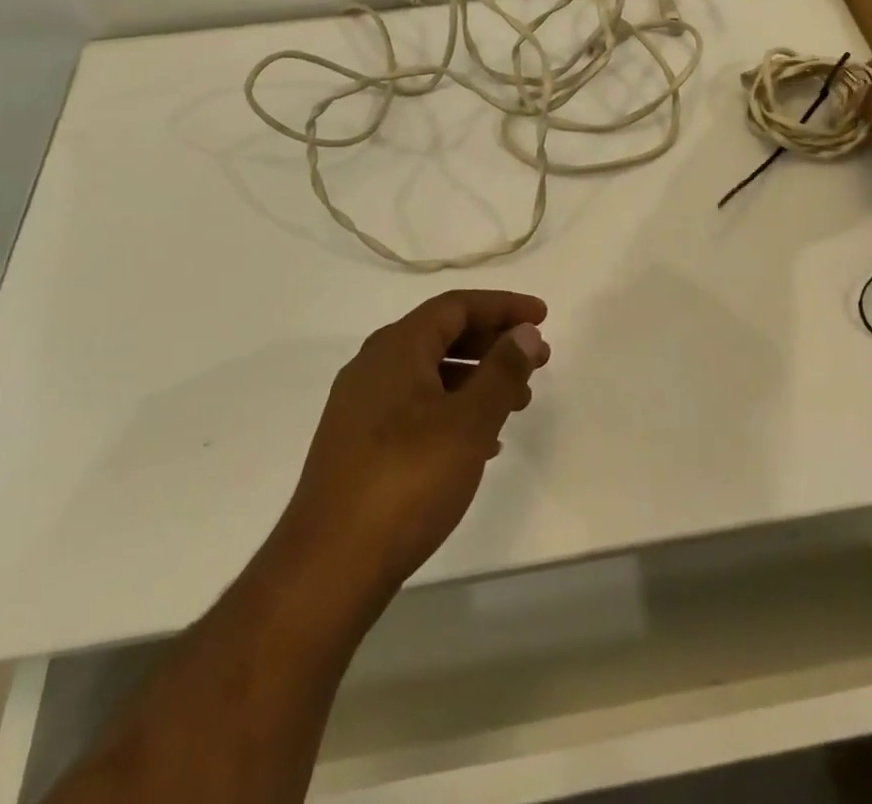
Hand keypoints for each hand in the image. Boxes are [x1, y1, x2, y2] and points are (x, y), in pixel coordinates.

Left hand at [276, 290, 549, 602]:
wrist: (329, 566)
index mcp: (396, 347)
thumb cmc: (407, 480)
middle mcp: (374, 366)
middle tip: (538, 360)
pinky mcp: (358, 444)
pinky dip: (453, 409)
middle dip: (494, 343)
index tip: (542, 316)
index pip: (457, 306)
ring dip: (477, 379)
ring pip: (430, 373)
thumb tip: (524, 331)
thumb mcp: (468, 422)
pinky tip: (481, 442)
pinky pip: (416, 406)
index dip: (503, 306)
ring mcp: (361, 406)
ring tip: (518, 403)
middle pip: (443, 335)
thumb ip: (501, 371)